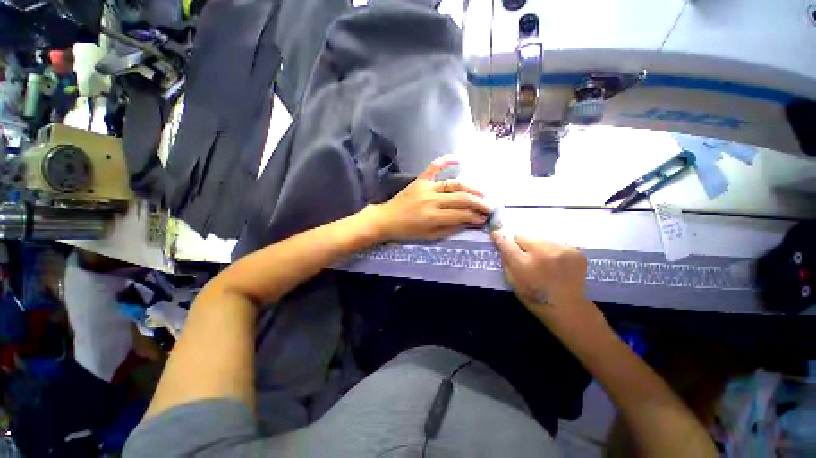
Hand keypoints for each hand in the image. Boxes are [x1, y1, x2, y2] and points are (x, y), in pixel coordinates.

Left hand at [365, 157, 490, 240]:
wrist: (386, 219)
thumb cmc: (408, 231)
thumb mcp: (430, 236)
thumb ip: (450, 228)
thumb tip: (469, 222)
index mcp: (433, 217)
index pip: (461, 215)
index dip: (476, 216)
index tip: (485, 218)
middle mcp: (432, 200)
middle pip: (462, 198)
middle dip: (479, 203)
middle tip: (489, 206)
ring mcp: (426, 187)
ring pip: (454, 184)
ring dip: (471, 187)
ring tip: (482, 192)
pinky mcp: (420, 180)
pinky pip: (434, 167)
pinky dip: (446, 161)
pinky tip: (459, 160)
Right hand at [491, 232, 599, 327]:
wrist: (571, 309)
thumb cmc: (536, 298)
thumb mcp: (513, 282)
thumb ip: (506, 262)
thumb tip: (502, 245)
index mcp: (523, 264)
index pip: (506, 242)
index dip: (499, 237)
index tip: (495, 235)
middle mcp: (542, 252)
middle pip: (522, 235)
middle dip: (520, 244)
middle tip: (525, 256)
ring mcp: (561, 250)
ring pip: (539, 237)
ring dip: (537, 246)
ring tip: (542, 261)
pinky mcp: (575, 250)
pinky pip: (555, 242)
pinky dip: (552, 250)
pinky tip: (556, 263)